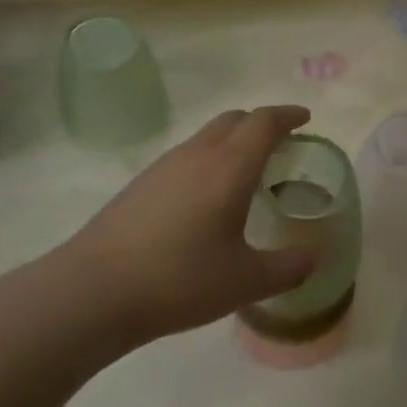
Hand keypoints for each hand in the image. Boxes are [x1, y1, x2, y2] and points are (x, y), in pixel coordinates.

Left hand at [64, 106, 316, 343]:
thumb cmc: (180, 279)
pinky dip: (208, 161)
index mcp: (229, 167)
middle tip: (281, 144)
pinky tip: (206, 199)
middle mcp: (197, 155)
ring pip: (206, 137)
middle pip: (234, 119)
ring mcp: (164, 167)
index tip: (305, 119)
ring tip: (246, 173)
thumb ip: (286, 269)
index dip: (287, 115)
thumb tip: (313, 260)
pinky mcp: (141, 184)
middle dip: (261, 124)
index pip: (264, 123)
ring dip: (232, 142)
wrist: (94, 291)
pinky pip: (186, 157)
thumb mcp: (244, 281)